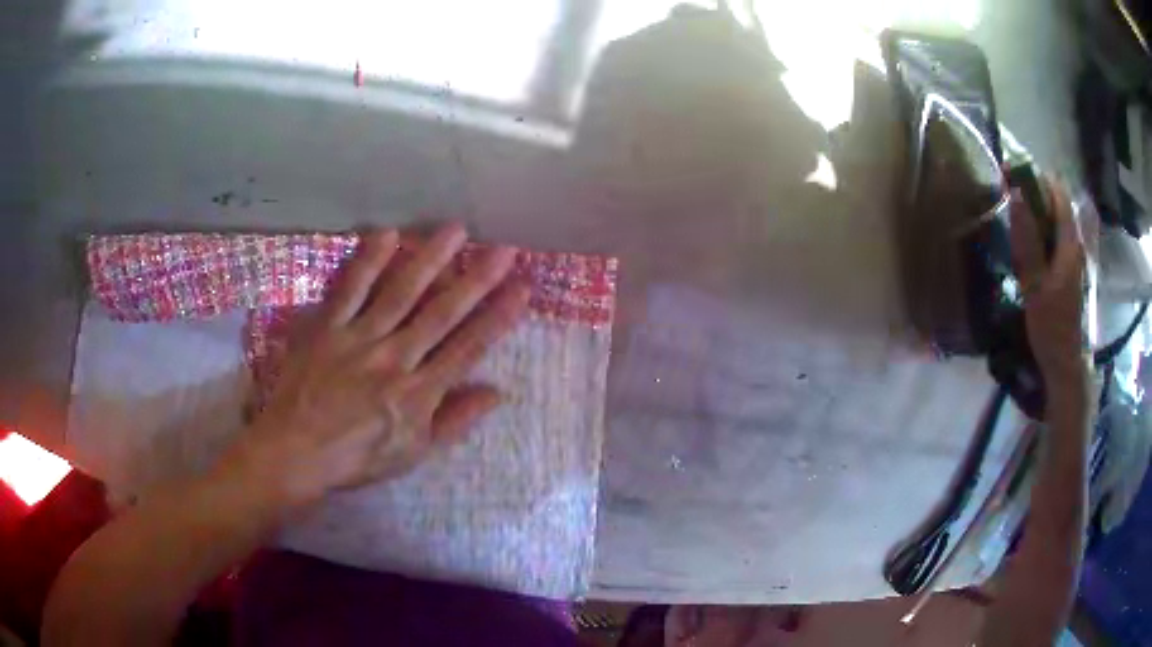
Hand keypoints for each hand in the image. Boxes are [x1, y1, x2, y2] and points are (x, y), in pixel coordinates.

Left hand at [219, 225, 528, 510]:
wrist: (295, 452)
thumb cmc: (357, 457)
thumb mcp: (414, 453)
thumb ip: (455, 422)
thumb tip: (497, 392)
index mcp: (419, 395)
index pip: (467, 349)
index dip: (497, 318)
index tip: (521, 290)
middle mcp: (394, 359)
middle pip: (441, 314)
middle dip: (476, 280)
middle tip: (502, 249)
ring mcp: (359, 339)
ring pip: (400, 293)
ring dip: (430, 259)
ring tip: (455, 230)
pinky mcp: (327, 327)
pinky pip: (350, 289)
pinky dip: (368, 260)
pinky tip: (388, 233)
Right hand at [1010, 177, 1088, 397]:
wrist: (1065, 364)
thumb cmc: (1051, 327)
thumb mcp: (1035, 285)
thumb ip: (1028, 241)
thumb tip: (1017, 195)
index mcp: (1069, 243)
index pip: (1057, 192)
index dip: (1036, 177)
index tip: (1011, 175)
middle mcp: (1075, 244)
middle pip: (1056, 203)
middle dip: (1033, 194)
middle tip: (1008, 199)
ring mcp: (1073, 257)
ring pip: (1055, 220)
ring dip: (1035, 213)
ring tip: (1013, 221)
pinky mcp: (1069, 269)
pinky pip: (1054, 237)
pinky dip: (1040, 232)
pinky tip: (1027, 246)